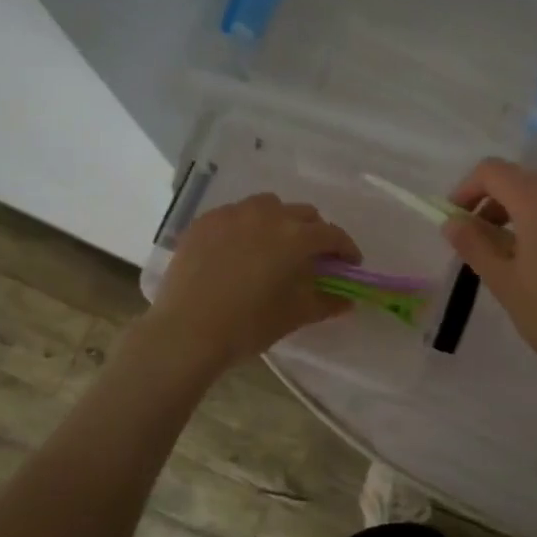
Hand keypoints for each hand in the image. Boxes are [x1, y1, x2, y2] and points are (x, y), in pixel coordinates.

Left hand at [143, 194, 361, 373]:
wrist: (187, 331)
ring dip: (280, 221)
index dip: (346, 249)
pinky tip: (238, 249)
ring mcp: (232, 214)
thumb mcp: (294, 315)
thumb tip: (347, 299)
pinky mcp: (204, 221)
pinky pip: (235, 214)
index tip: (349, 265)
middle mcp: (268, 215)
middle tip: (312, 258)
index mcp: (296, 237)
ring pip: (268, 206)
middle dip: (314, 233)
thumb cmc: (248, 325)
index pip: (333, 235)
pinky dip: (246, 226)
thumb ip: (326, 302)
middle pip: (303, 214)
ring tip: (274, 246)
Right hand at [442, 158, 536, 395]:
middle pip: (522, 179)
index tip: (456, 219)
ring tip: (517, 253)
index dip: (467, 189)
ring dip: (525, 211)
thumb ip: (474, 245)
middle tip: (481, 242)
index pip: (492, 171)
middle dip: (495, 203)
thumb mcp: (505, 284)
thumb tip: (450, 222)